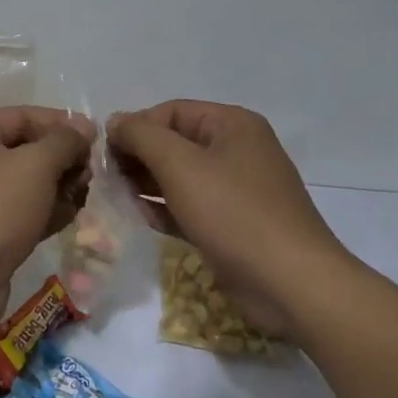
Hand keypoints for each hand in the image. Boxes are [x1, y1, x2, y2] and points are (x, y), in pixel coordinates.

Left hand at [0, 106, 93, 332]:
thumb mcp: (34, 165)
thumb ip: (64, 142)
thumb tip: (84, 127)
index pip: (23, 116)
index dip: (61, 124)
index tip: (97, 138)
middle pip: (25, 149)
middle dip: (62, 159)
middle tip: (91, 174)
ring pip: (26, 183)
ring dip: (58, 187)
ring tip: (85, 196)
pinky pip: (21, 212)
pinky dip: (46, 212)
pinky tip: (71, 217)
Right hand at [107, 101, 352, 336]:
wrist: (292, 286)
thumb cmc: (234, 213)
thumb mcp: (180, 165)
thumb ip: (141, 136)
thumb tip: (115, 122)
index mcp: (232, 124)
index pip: (170, 111)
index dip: (135, 127)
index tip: (104, 152)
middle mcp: (237, 150)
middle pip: (175, 142)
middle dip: (139, 157)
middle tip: (108, 177)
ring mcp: (238, 189)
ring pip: (181, 176)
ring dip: (147, 184)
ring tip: (118, 197)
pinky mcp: (234, 224)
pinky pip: (191, 205)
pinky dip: (166, 209)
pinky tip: (142, 219)